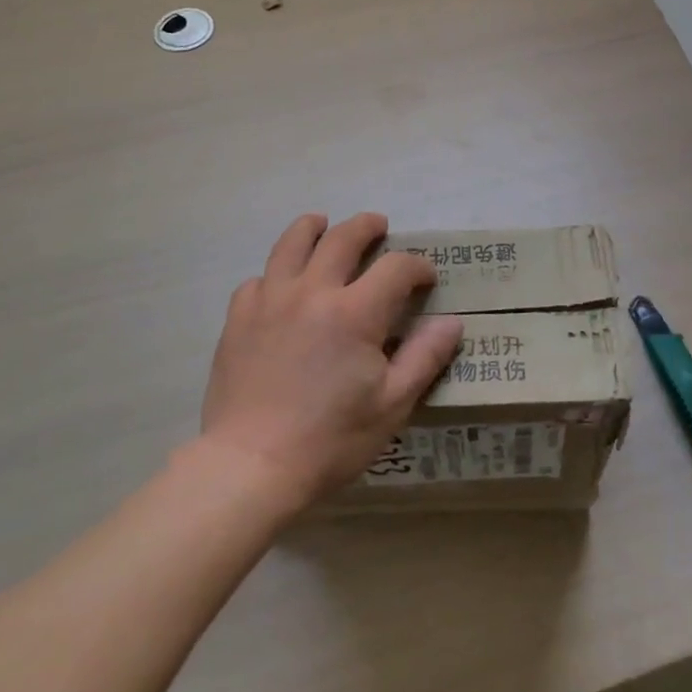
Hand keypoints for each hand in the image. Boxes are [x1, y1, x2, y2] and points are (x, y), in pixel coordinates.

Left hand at [200, 212, 462, 509]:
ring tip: (322, 224)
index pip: (396, 267)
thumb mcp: (392, 405)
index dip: (417, 266)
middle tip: (378, 226)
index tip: (426, 277)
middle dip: (366, 227)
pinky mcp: (239, 317)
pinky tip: (281, 286)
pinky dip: (275, 274)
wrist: (250, 466)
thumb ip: (425, 357)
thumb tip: (453, 321)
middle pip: (343, 237)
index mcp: (355, 312)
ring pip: (292, 243)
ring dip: (313, 228)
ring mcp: (270, 300)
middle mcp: (312, 291)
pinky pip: (258, 279)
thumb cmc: (330, 439)